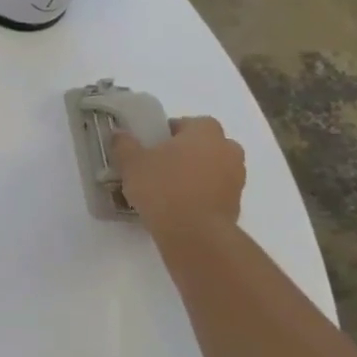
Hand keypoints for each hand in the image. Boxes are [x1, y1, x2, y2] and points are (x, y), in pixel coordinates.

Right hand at [111, 116, 245, 237]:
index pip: (187, 123)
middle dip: (185, 152)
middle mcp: (227, 149)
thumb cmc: (163, 187)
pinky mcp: (236, 203)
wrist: (194, 233)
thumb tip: (120, 134)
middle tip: (160, 165)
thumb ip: (124, 144)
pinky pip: (215, 190)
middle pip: (203, 145)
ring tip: (167, 188)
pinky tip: (178, 206)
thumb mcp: (132, 163)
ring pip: (212, 168)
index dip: (168, 133)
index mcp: (205, 131)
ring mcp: (236, 177)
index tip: (151, 147)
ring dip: (194, 173)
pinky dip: (201, 194)